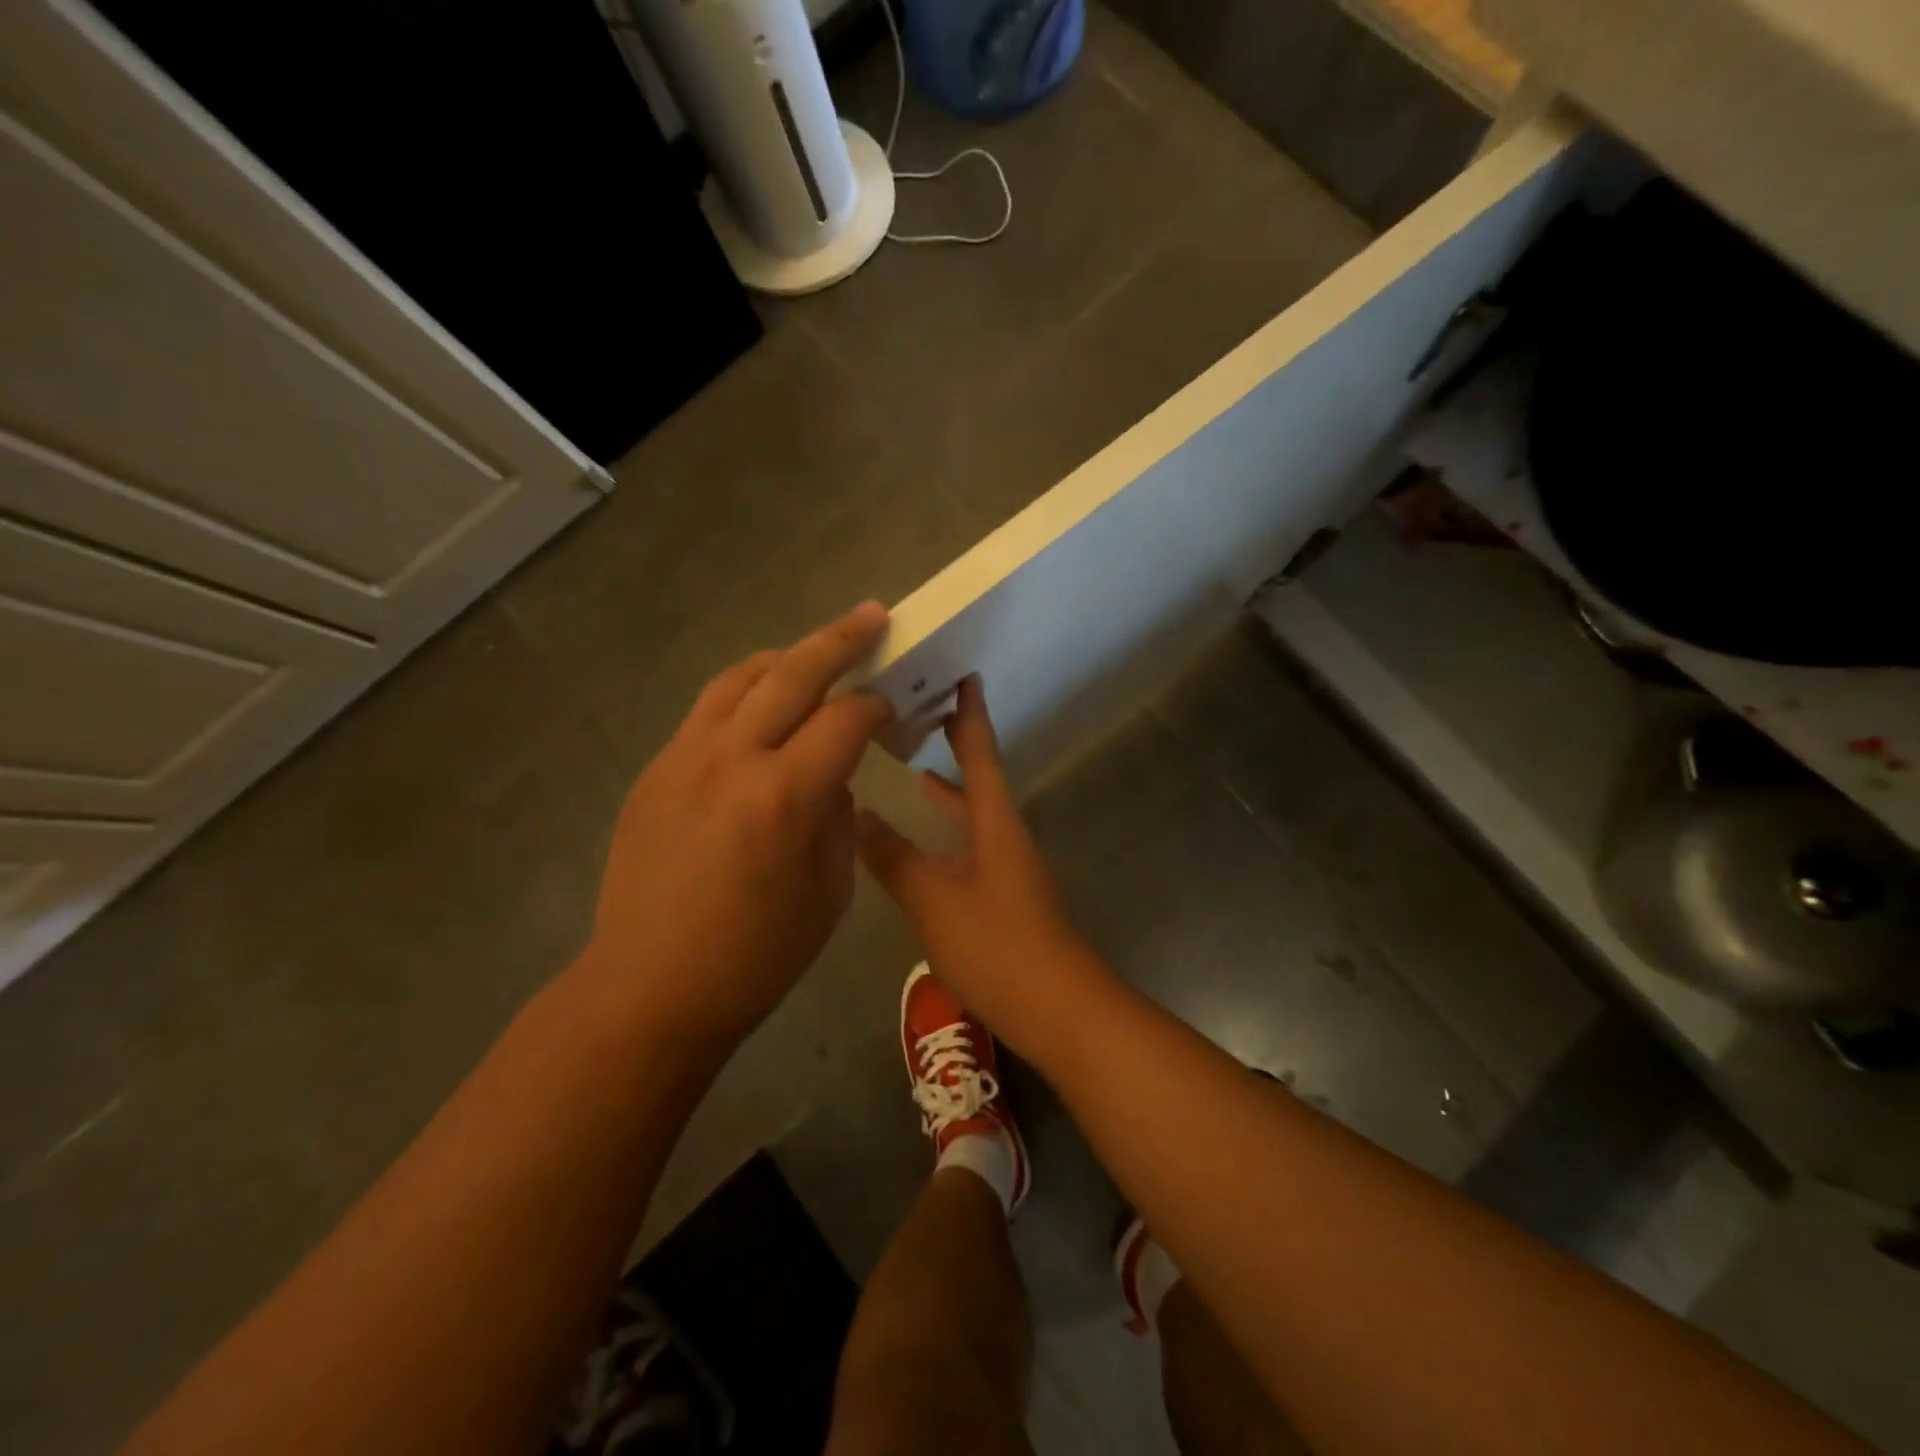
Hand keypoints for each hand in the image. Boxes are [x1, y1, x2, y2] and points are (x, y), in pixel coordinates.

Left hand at [586, 603, 893, 1053]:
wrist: (649, 988)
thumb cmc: (755, 957)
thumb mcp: (828, 893)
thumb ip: (839, 819)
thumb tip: (835, 777)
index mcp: (784, 796)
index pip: (845, 720)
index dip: (876, 706)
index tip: (891, 709)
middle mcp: (731, 759)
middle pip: (793, 673)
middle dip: (840, 640)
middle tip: (871, 616)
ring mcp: (683, 759)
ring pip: (740, 678)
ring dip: (786, 657)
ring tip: (814, 650)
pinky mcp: (655, 771)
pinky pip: (707, 711)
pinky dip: (744, 692)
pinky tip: (762, 706)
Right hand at [853, 676, 1106, 1055]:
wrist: (1059, 1008)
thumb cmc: (998, 946)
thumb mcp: (934, 901)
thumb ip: (895, 858)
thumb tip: (857, 815)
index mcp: (995, 822)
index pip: (981, 754)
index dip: (970, 714)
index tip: (963, 674)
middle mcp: (1006, 834)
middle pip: (979, 778)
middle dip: (955, 745)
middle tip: (920, 715)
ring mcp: (1009, 866)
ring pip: (974, 814)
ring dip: (947, 791)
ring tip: (912, 770)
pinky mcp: (1005, 895)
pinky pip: (971, 845)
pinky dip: (947, 831)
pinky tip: (922, 845)